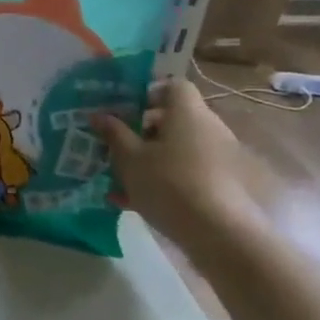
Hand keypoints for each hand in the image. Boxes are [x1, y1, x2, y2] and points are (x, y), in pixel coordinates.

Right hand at [98, 78, 261, 245]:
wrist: (218, 233)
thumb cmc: (168, 183)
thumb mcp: (129, 158)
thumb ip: (114, 133)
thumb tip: (98, 115)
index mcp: (187, 113)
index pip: (173, 86)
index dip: (149, 92)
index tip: (125, 109)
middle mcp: (208, 128)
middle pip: (174, 118)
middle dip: (143, 130)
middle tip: (116, 145)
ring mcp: (218, 157)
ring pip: (178, 148)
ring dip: (150, 157)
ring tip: (118, 178)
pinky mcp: (220, 183)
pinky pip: (186, 171)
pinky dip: (162, 179)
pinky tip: (132, 201)